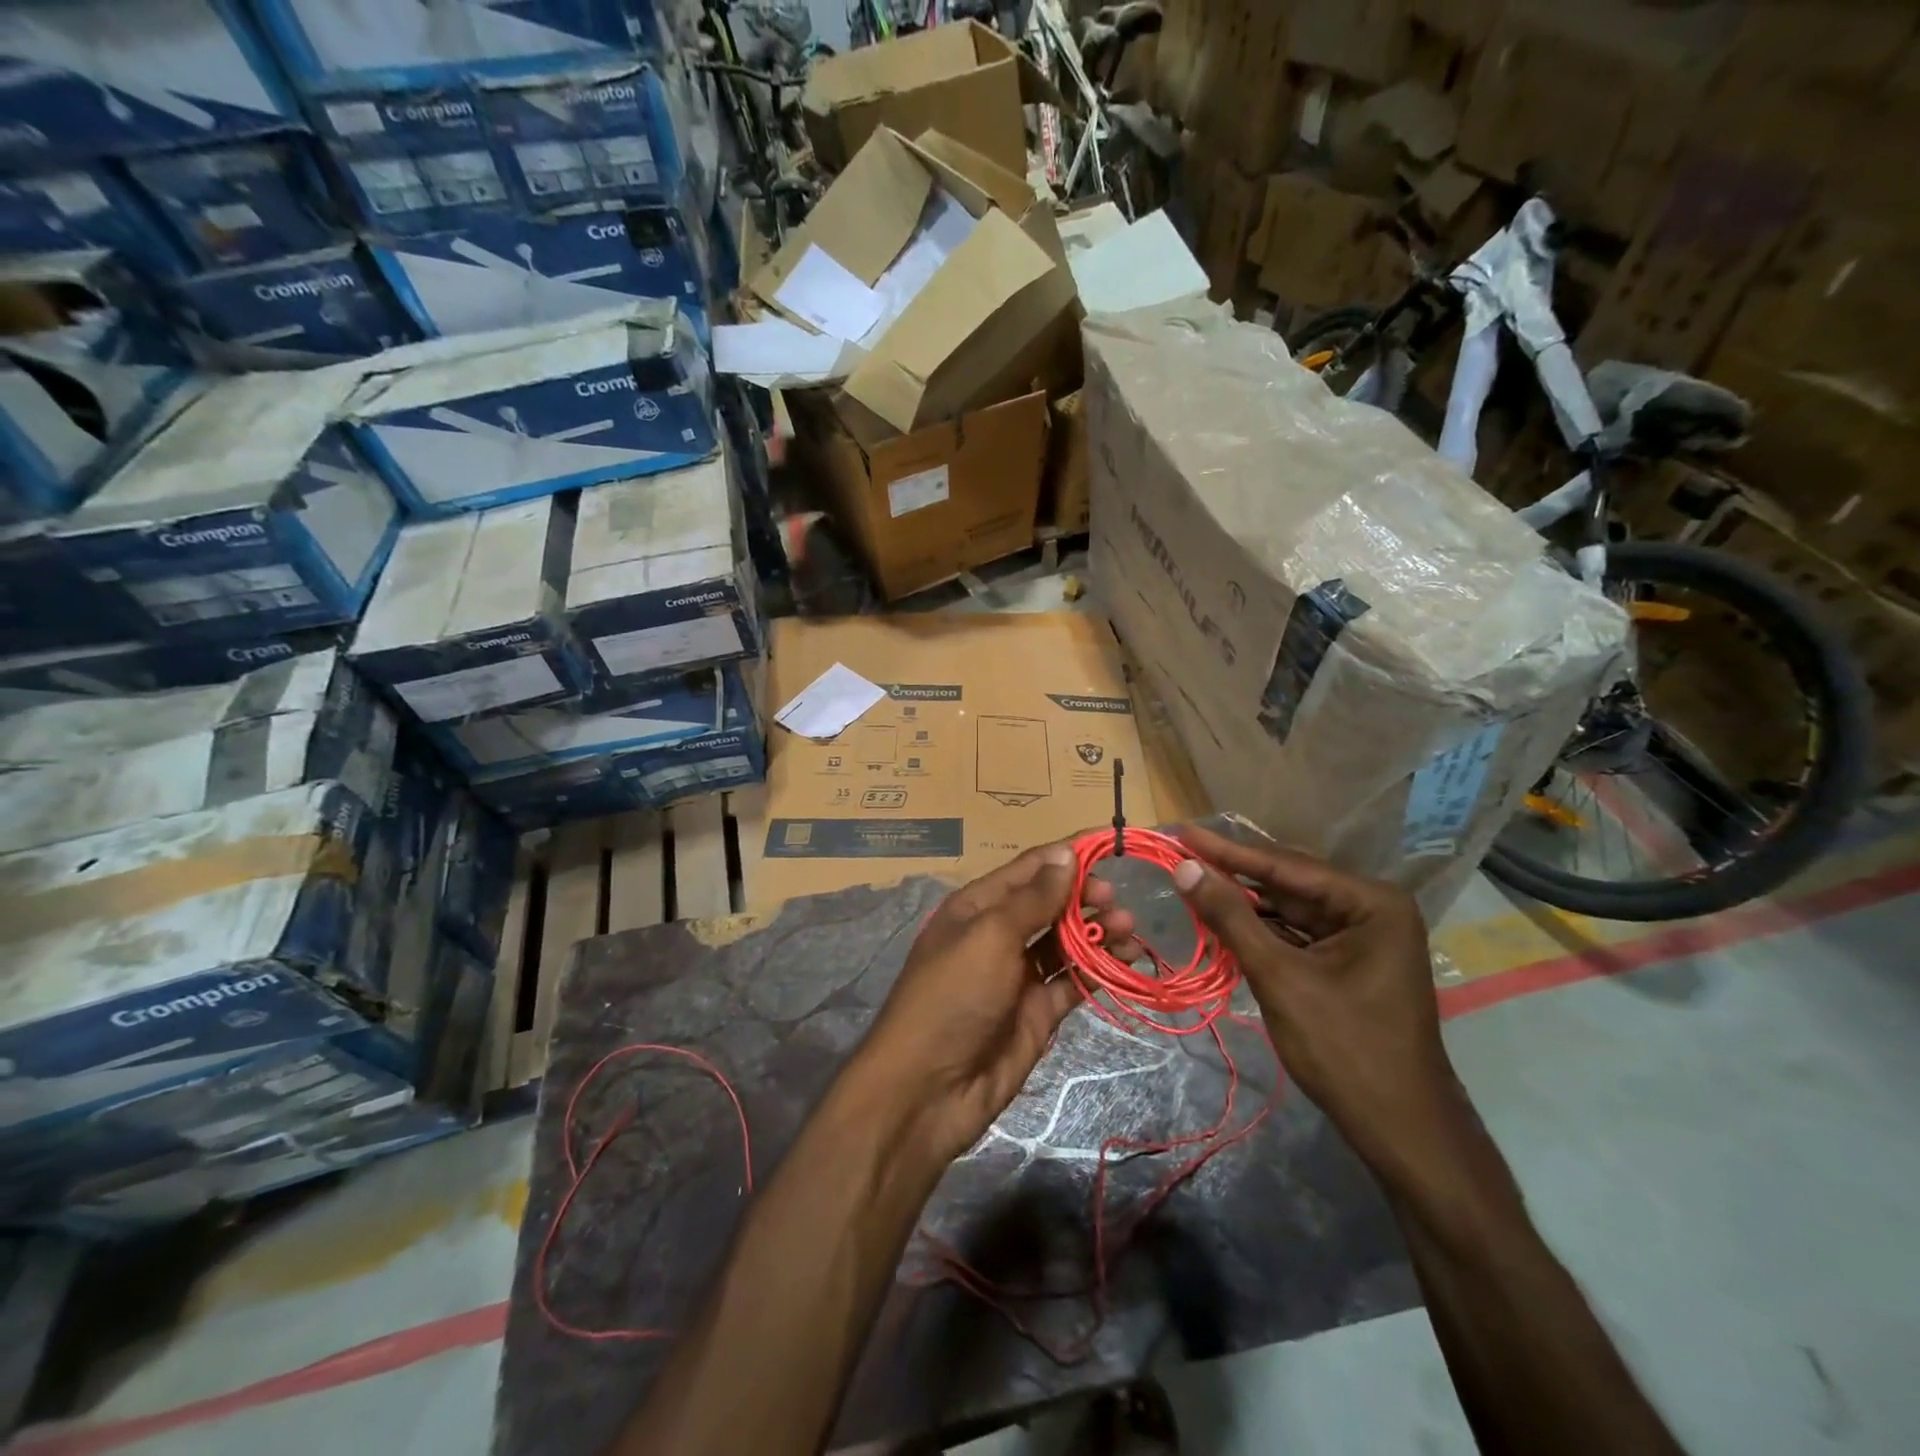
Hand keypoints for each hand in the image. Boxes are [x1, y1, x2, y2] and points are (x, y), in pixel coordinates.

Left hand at [852, 840, 1139, 1164]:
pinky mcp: (1037, 1010)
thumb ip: (1033, 898)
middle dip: (1086, 896)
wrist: (928, 1090)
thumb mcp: (990, 936)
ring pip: (1067, 941)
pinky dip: (1099, 968)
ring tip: (1128, 929)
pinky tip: (1125, 960)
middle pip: (1052, 903)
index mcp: (979, 906)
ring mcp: (1019, 974)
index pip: (1030, 868)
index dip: (1068, 855)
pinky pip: (1073, 980)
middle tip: (1117, 901)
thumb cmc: (952, 997)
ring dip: (1098, 931)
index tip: (1112, 845)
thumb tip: (1067, 853)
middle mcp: (1000, 934)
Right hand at [1170, 825, 1463, 1181]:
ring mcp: (1363, 936)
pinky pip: (1296, 933)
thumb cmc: (1344, 1049)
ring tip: (1192, 883)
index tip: (1183, 832)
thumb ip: (1231, 918)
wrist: (1401, 1131)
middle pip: (1288, 883)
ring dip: (1243, 903)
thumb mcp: (1280, 977)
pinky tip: (1223, 918)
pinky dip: (1260, 929)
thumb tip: (1184, 868)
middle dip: (1234, 874)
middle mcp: (1372, 908)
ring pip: (1289, 908)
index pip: (1286, 866)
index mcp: (1371, 903)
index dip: (1227, 851)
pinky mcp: (1349, 961)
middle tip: (1181, 854)